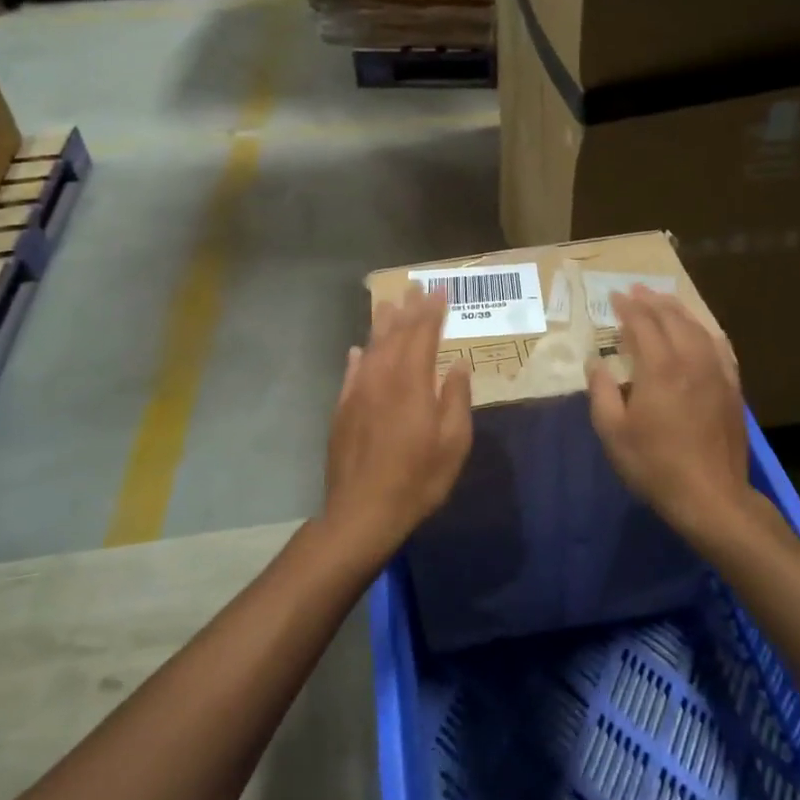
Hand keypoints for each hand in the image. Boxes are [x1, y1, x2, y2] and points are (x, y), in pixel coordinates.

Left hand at [323, 285, 472, 562]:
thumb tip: (457, 364)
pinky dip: (358, 357)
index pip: (423, 335)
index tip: (440, 291)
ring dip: (382, 324)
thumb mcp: (453, 443)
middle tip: (416, 288)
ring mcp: (358, 392)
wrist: (363, 511)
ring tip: (389, 305)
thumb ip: (456, 398)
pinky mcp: (342, 410)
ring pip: (371, 348)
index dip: (432, 312)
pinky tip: (358, 350)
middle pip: (395, 335)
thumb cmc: (418, 479)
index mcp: (412, 382)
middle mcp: (382, 378)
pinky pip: (351, 372)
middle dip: (408, 310)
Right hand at [586, 288, 757, 546]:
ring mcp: (717, 373)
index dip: (627, 307)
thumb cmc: (654, 465)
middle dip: (652, 301)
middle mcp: (691, 360)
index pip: (642, 324)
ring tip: (664, 300)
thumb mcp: (613, 432)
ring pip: (698, 328)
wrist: (711, 496)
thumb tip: (595, 361)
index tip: (613, 296)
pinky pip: (720, 347)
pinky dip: (706, 331)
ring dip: (679, 310)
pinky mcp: (733, 388)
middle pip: (672, 319)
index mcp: (659, 368)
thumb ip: (602, 391)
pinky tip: (702, 330)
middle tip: (636, 290)